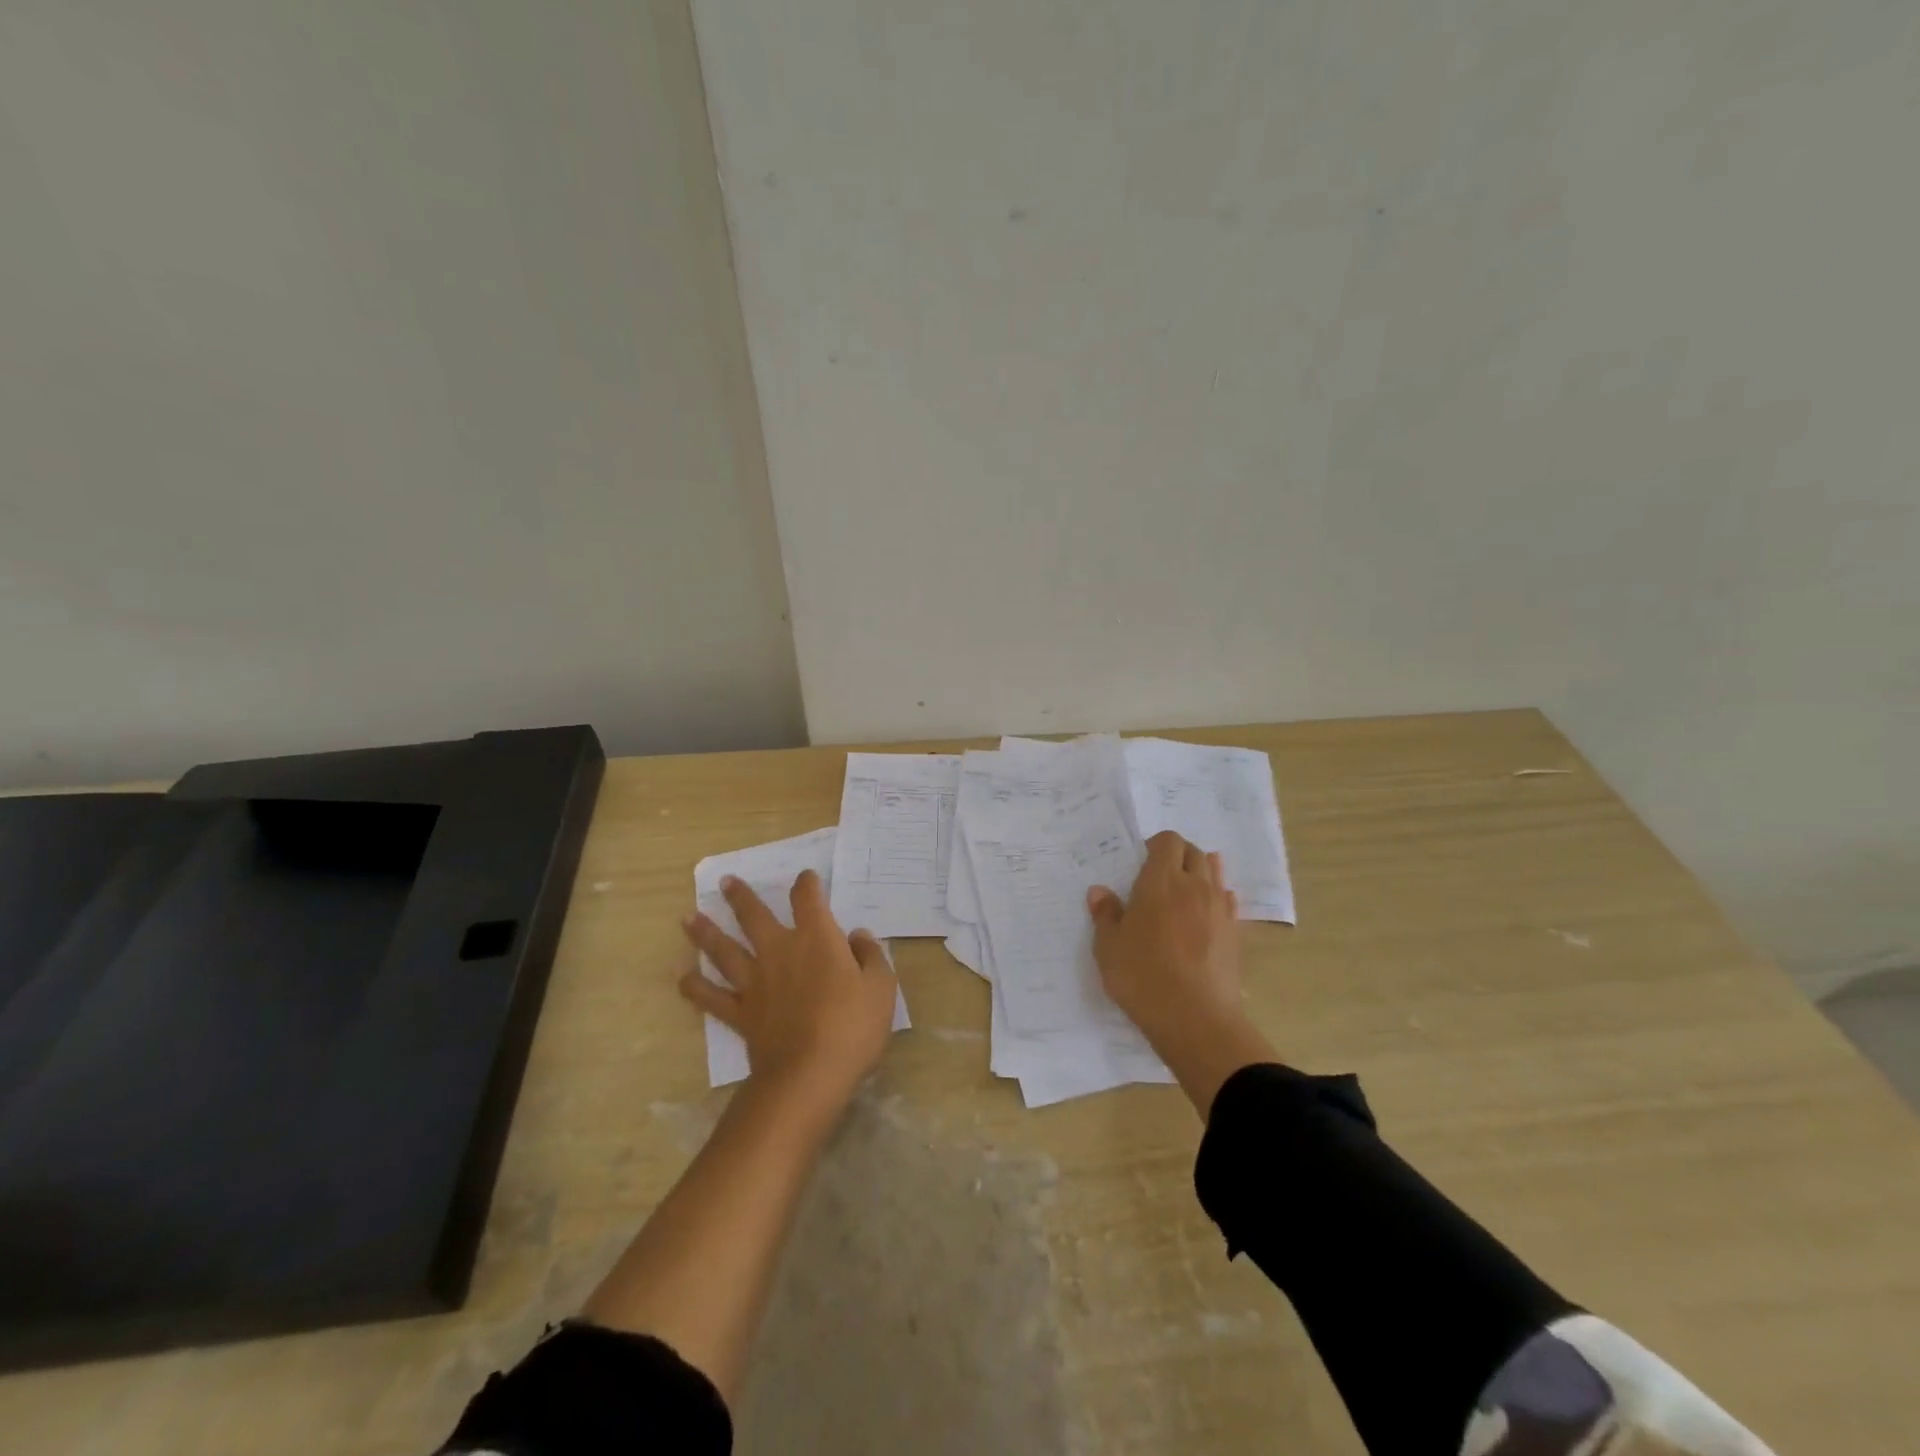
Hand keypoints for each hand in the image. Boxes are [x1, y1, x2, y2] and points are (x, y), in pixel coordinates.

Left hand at [680, 870, 897, 1115]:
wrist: (809, 1074)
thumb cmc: (852, 1026)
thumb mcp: (881, 986)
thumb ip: (871, 956)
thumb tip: (858, 936)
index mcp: (816, 939)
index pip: (808, 899)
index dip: (807, 884)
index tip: (805, 878)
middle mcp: (779, 951)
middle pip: (754, 916)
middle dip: (740, 897)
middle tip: (725, 881)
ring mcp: (755, 982)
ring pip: (724, 950)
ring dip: (705, 933)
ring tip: (688, 918)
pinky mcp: (740, 1013)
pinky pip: (711, 997)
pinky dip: (695, 987)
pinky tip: (683, 979)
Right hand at [1088, 831, 1275, 1113]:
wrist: (1196, 1019)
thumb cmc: (1143, 977)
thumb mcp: (1109, 947)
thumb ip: (1105, 915)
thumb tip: (1099, 891)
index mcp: (1160, 881)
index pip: (1167, 841)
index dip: (1155, 844)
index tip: (1141, 862)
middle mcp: (1194, 886)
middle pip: (1194, 852)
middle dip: (1178, 855)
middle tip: (1159, 876)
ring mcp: (1219, 908)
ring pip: (1214, 873)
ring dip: (1200, 872)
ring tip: (1184, 889)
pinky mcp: (1234, 932)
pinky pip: (1227, 901)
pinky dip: (1216, 898)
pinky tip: (1205, 913)